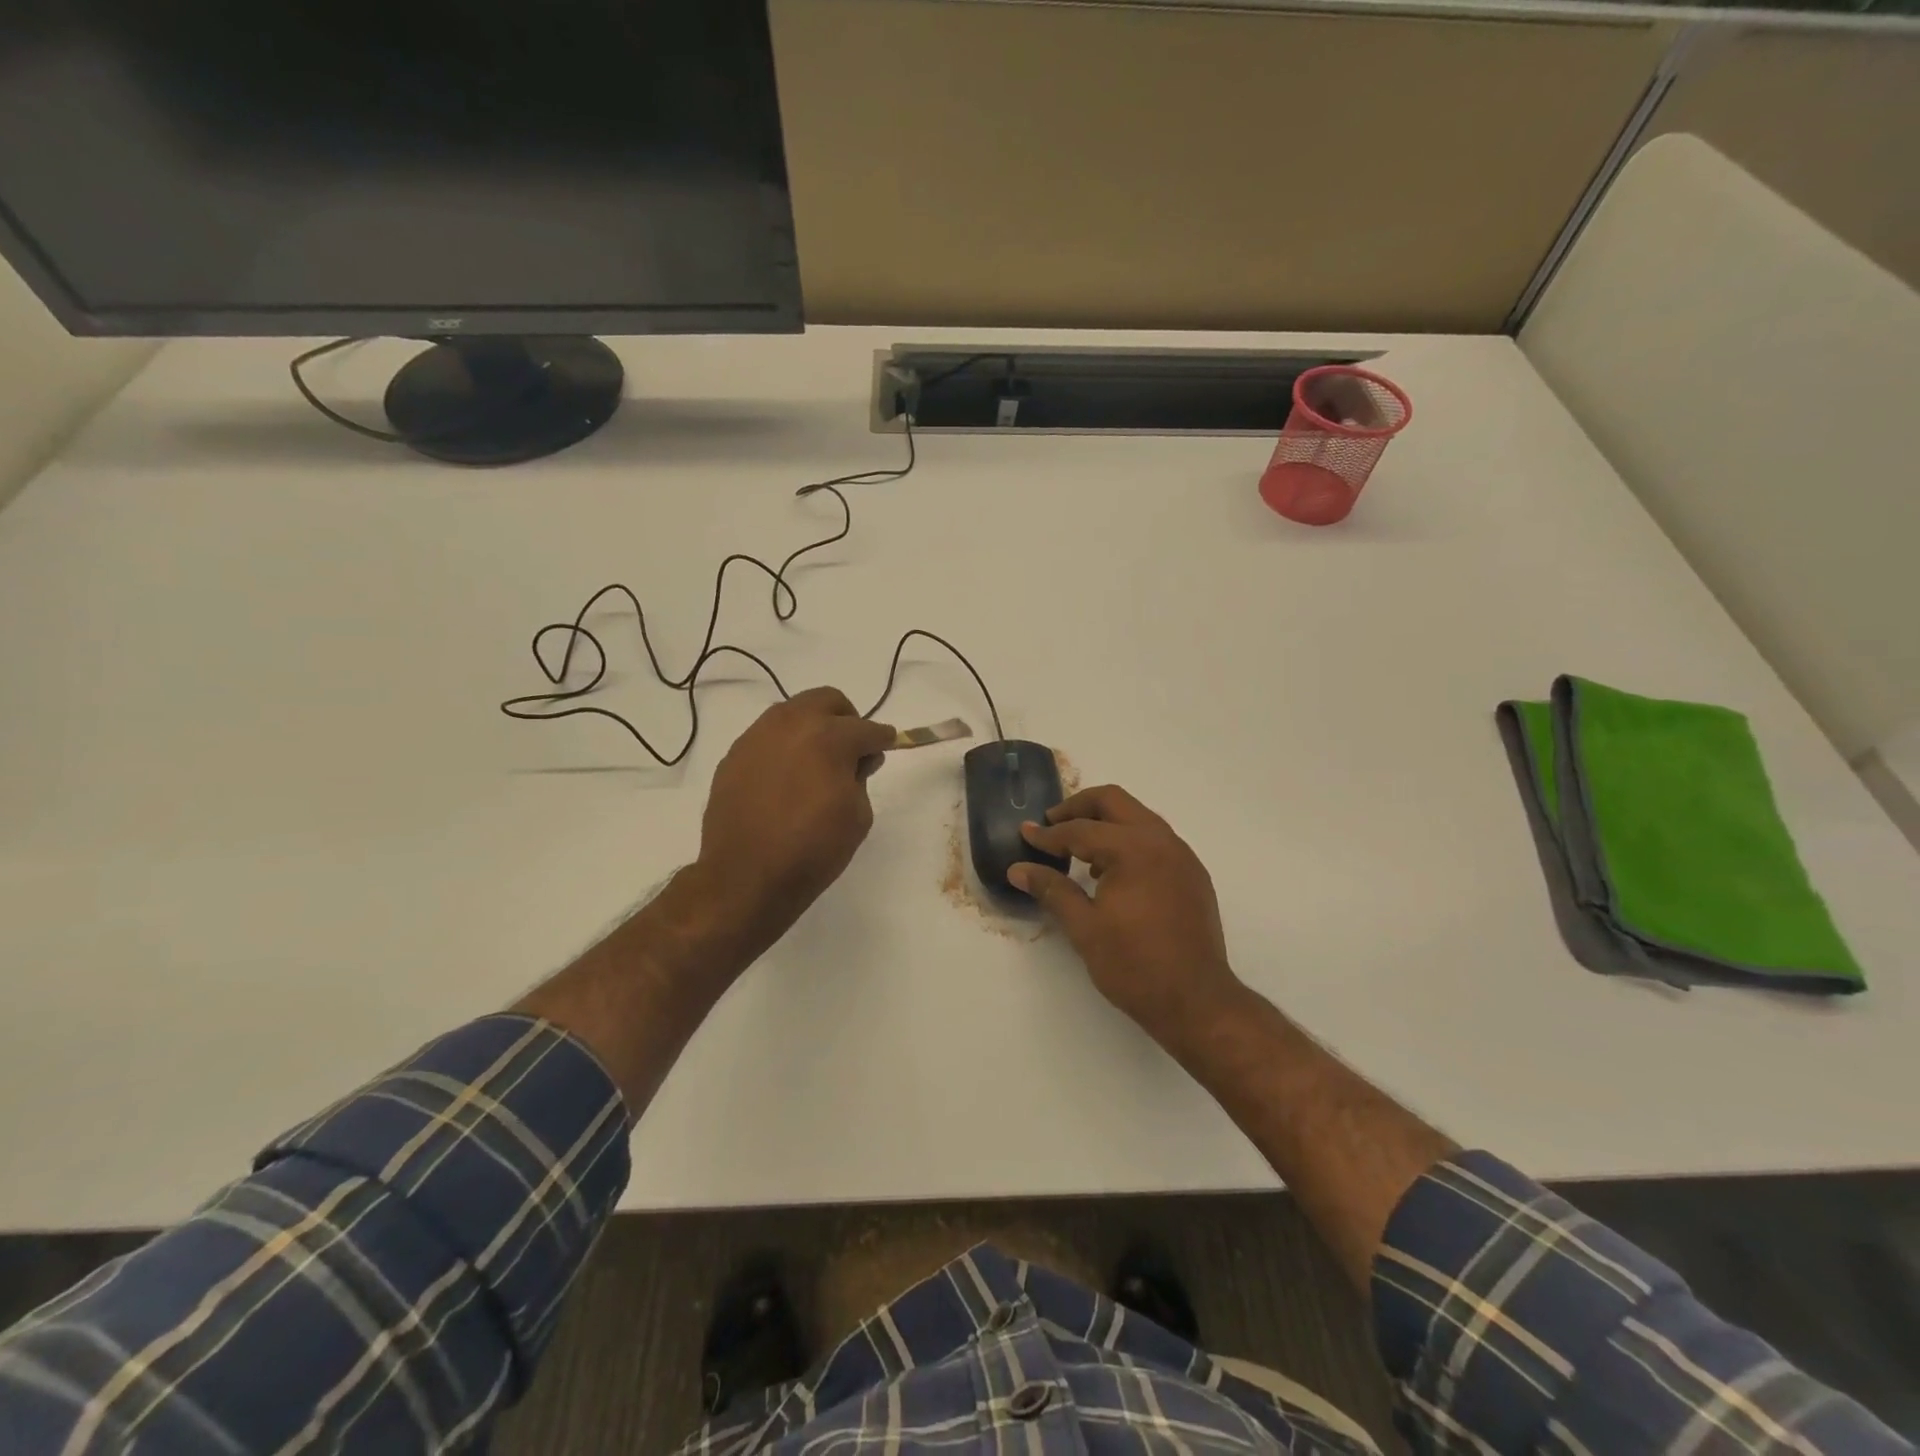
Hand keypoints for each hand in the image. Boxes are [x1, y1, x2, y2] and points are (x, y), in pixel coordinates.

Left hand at [698, 687, 895, 948]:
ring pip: (793, 712)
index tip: (887, 745)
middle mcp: (791, 724)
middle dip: (846, 719)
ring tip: (816, 762)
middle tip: (851, 749)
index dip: (882, 738)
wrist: (746, 877)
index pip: (866, 728)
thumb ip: (861, 778)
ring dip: (812, 727)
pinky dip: (784, 746)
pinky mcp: (734, 755)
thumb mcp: (857, 816)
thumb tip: (858, 760)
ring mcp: (757, 736)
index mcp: (829, 737)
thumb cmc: (813, 849)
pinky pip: (767, 736)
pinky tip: (786, 778)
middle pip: (827, 700)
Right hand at [1010, 785, 1244, 1041]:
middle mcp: (1162, 841)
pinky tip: (1112, 874)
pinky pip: (1155, 840)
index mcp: (1134, 849)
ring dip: (1105, 823)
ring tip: (1078, 850)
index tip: (1025, 833)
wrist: (1197, 1003)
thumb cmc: (1135, 965)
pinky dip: (1128, 841)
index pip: (1081, 830)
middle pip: (1114, 802)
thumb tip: (1018, 869)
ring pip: (1138, 817)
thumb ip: (1051, 889)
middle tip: (1052, 825)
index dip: (1048, 834)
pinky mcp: (1192, 874)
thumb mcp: (1084, 928)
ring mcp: (1182, 856)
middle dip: (1079, 808)